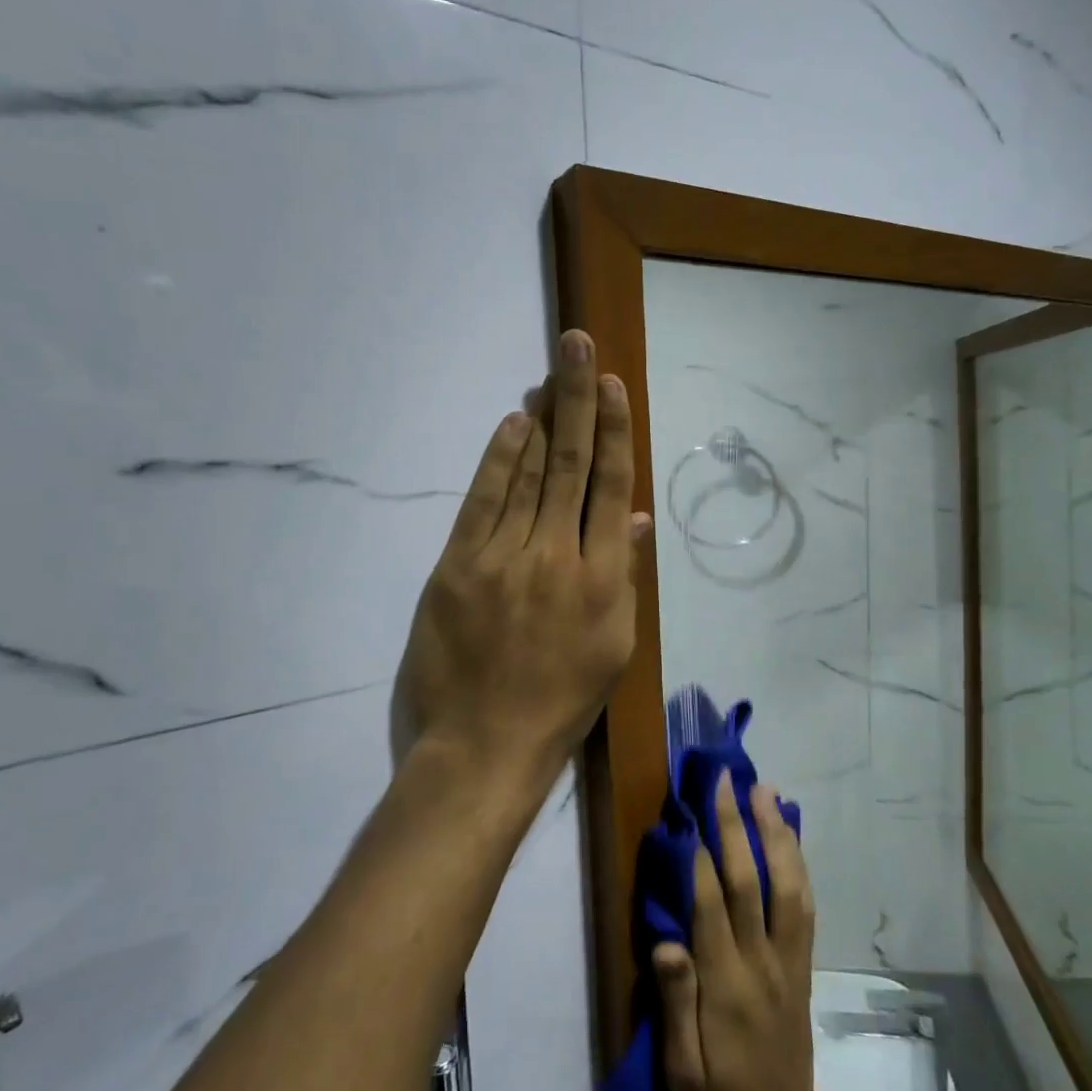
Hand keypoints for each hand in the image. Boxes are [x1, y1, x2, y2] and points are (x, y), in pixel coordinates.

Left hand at [402, 329, 647, 793]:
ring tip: (550, 374)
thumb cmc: (561, 702)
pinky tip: (510, 425)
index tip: (614, 386)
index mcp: (602, 580)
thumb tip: (634, 516)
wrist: (485, 746)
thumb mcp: (614, 647)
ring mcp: (502, 559)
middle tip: (578, 344)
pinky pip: (481, 501)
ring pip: (526, 475)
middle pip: (569, 465)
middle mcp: (556, 557)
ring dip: (539, 420)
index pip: (610, 488)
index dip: (613, 432)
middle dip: (577, 400)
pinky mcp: (457, 567)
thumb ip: (625, 575)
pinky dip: (497, 460)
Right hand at [654, 774, 844, 1090]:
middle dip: (738, 826)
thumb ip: (674, 1002)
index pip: (713, 907)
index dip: (701, 858)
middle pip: (753, 882)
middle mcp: (763, 961)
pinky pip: (805, 904)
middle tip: (728, 780)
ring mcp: (789, 958)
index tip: (690, 813)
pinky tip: (789, 836)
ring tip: (766, 792)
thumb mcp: (682, 1071)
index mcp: (727, 986)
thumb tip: (666, 940)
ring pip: (789, 884)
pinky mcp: (803, 963)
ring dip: (777, 833)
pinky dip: (798, 863)